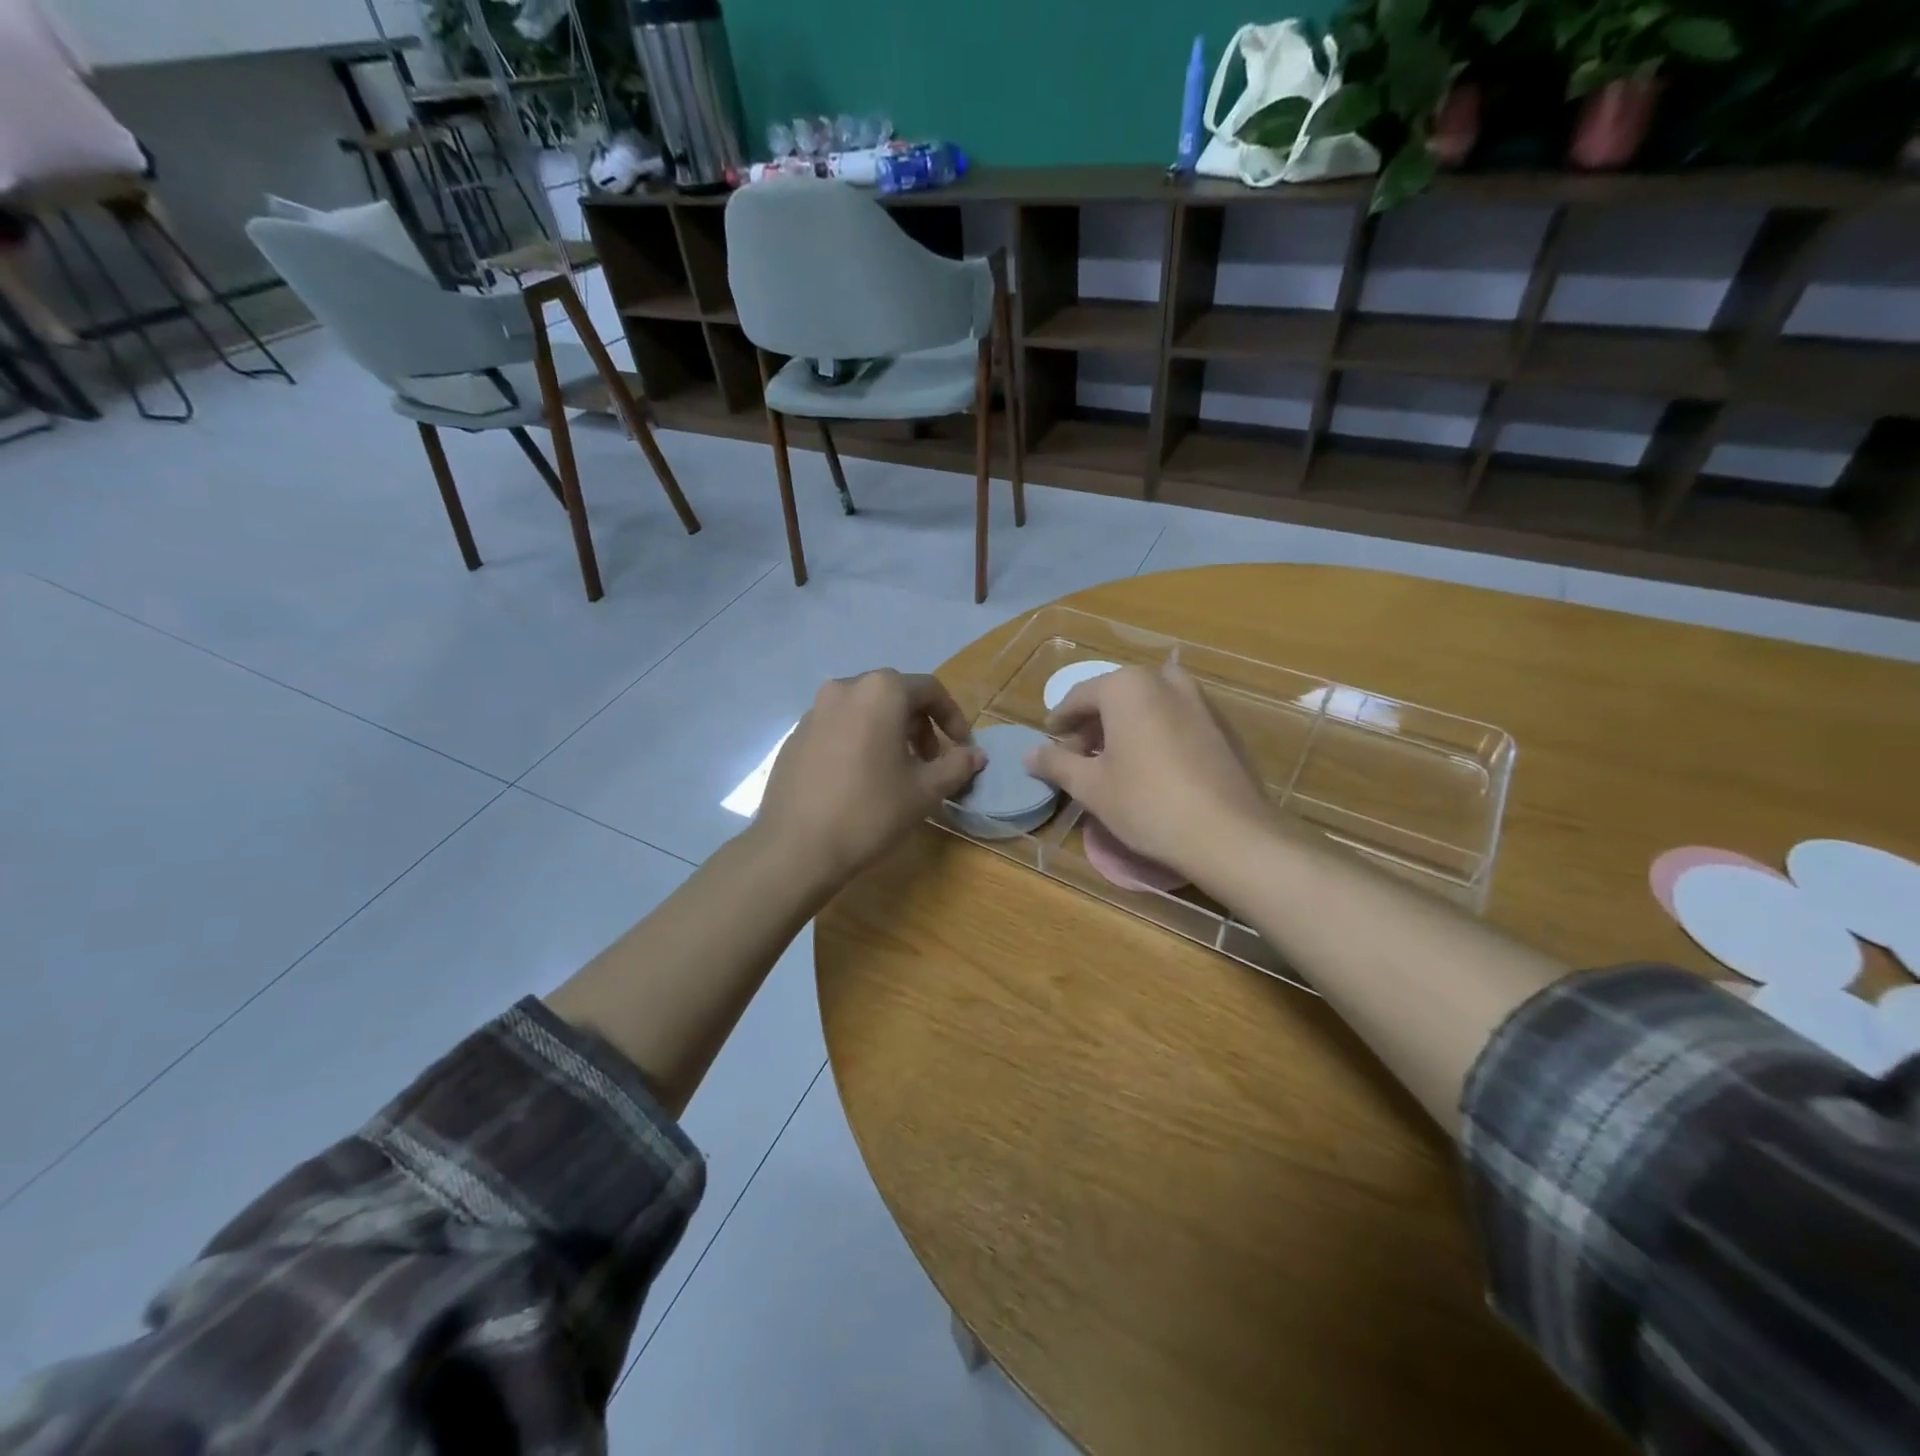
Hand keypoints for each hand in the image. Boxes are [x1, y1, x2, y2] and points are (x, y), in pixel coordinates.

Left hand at [755, 669, 983, 889]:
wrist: (796, 847)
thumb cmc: (870, 811)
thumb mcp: (924, 791)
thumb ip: (956, 766)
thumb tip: (976, 755)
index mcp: (880, 692)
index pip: (929, 689)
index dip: (952, 717)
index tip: (960, 747)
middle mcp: (845, 689)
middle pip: (895, 695)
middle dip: (920, 725)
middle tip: (929, 762)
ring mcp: (814, 711)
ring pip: (864, 710)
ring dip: (889, 732)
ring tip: (896, 771)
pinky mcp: (795, 735)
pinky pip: (838, 726)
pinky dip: (859, 740)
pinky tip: (860, 778)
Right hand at [1025, 662, 1279, 889]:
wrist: (1228, 833)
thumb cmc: (1146, 803)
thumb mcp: (1090, 786)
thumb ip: (1057, 763)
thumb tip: (1029, 754)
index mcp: (1127, 687)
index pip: (1080, 696)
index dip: (1060, 720)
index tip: (1050, 740)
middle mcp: (1164, 681)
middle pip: (1116, 695)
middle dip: (1094, 722)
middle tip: (1078, 754)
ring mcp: (1199, 701)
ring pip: (1149, 704)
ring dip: (1126, 725)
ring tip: (1114, 759)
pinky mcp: (1222, 726)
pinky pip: (1177, 719)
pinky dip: (1156, 732)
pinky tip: (1153, 766)